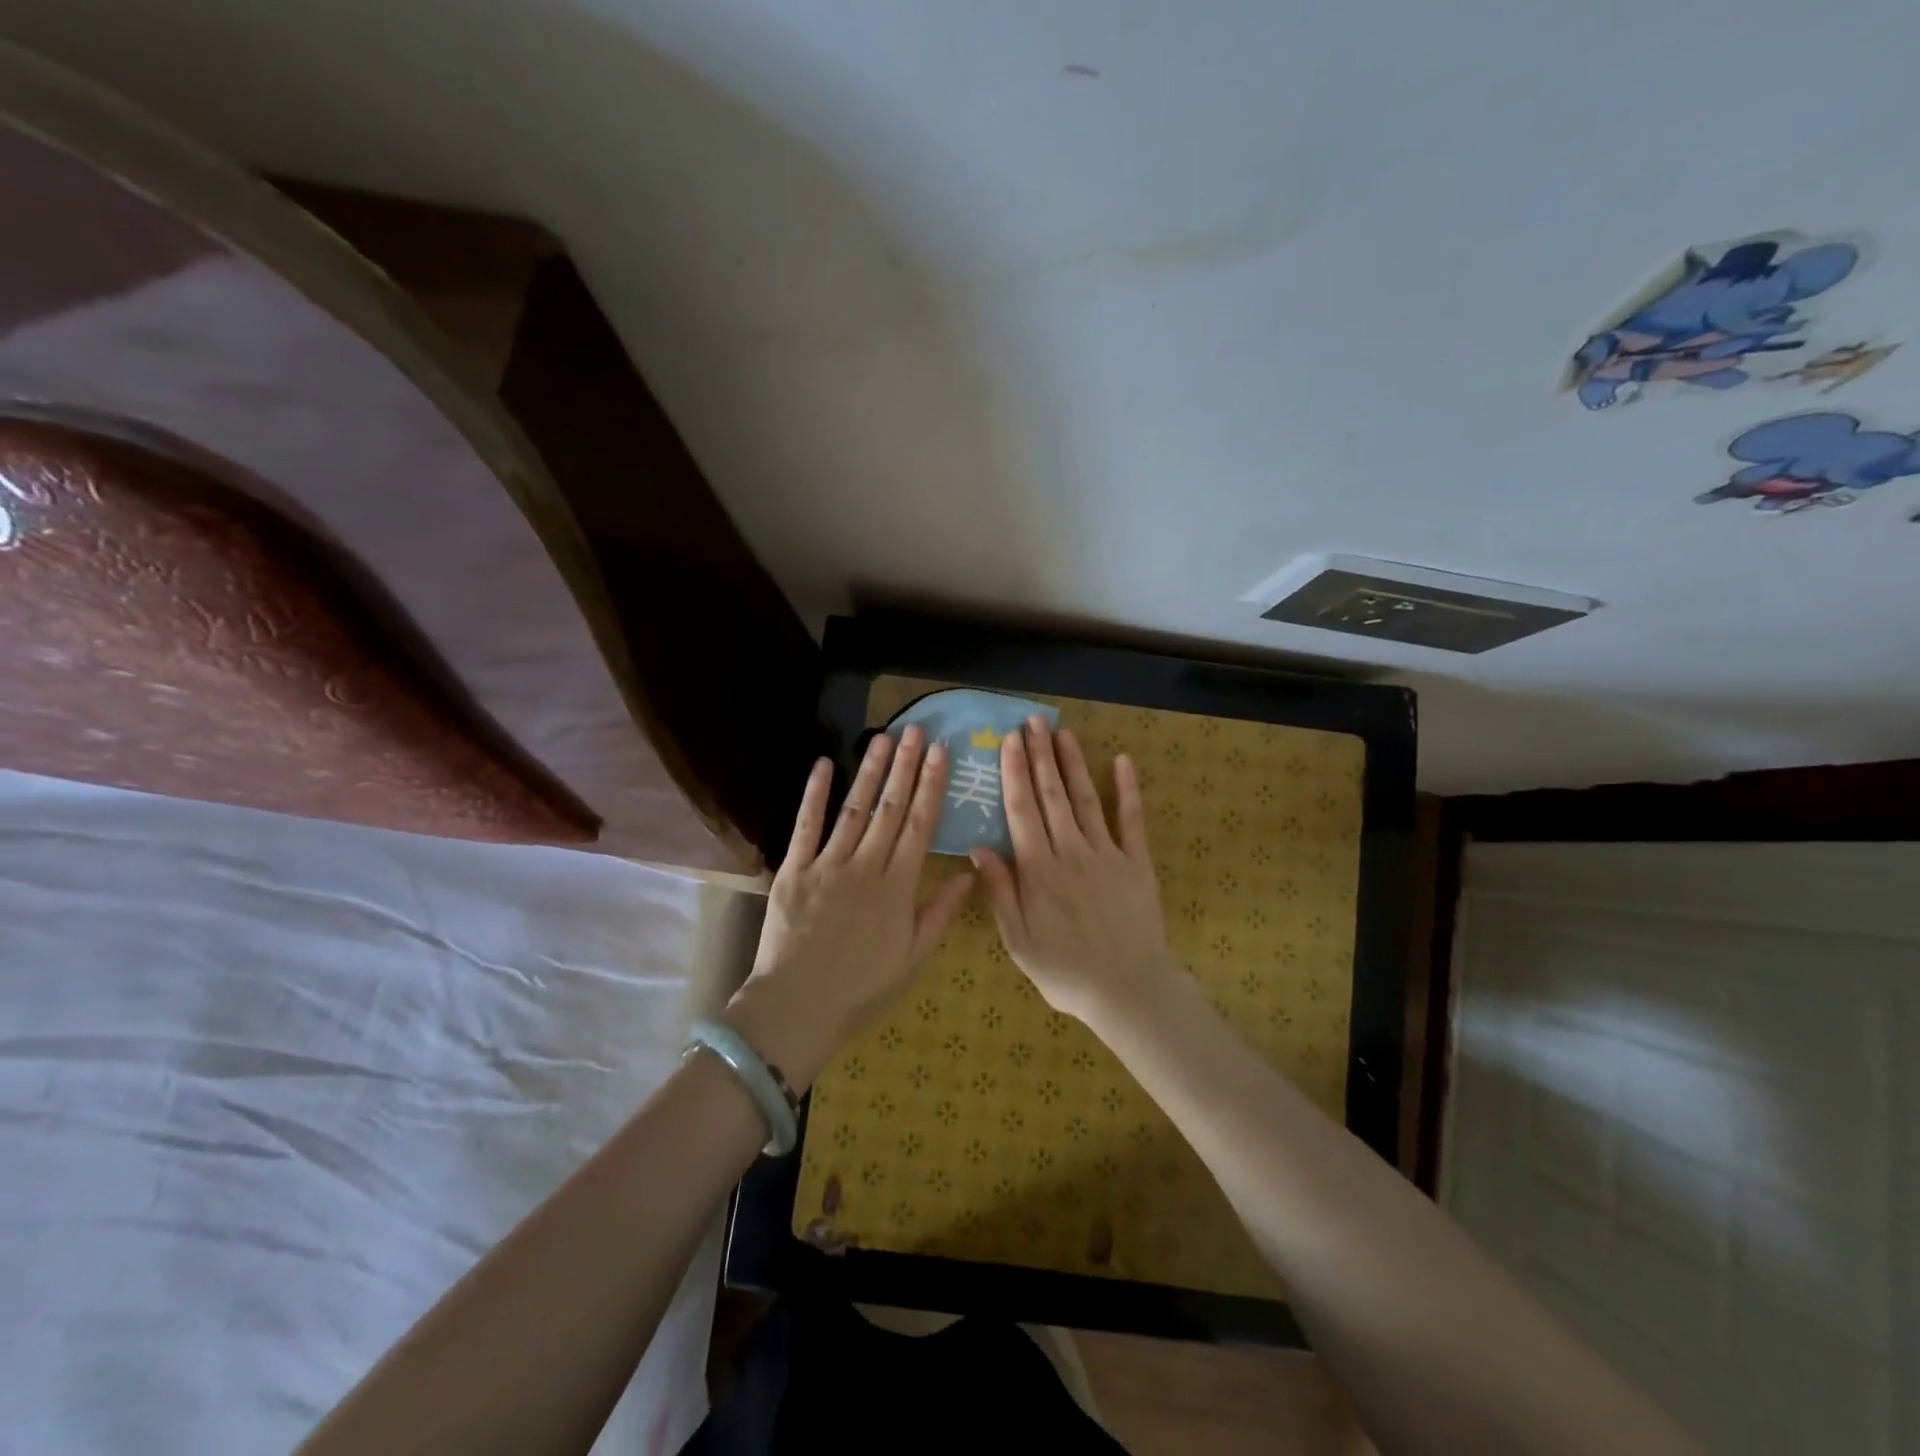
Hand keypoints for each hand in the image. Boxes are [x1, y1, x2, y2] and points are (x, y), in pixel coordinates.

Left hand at [724, 726, 973, 1088]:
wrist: (797, 1005)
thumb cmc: (861, 987)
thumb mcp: (913, 957)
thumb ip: (940, 913)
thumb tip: (969, 873)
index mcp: (897, 886)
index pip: (920, 825)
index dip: (931, 785)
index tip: (940, 753)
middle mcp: (865, 866)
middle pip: (890, 807)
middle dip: (905, 766)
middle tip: (915, 730)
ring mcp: (827, 864)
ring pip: (854, 809)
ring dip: (870, 771)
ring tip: (882, 738)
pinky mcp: (794, 870)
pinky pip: (805, 826)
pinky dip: (814, 794)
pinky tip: (823, 764)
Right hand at [969, 716, 1177, 1026]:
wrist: (1128, 989)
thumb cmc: (1065, 971)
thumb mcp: (1019, 942)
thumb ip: (1001, 892)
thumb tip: (978, 847)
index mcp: (1039, 870)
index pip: (1021, 810)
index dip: (1014, 772)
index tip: (1009, 741)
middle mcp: (1071, 852)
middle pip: (1052, 795)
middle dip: (1040, 755)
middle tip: (1032, 722)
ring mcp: (1107, 853)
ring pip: (1085, 799)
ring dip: (1072, 763)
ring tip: (1062, 732)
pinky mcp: (1136, 862)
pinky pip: (1132, 819)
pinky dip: (1128, 789)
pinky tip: (1123, 761)